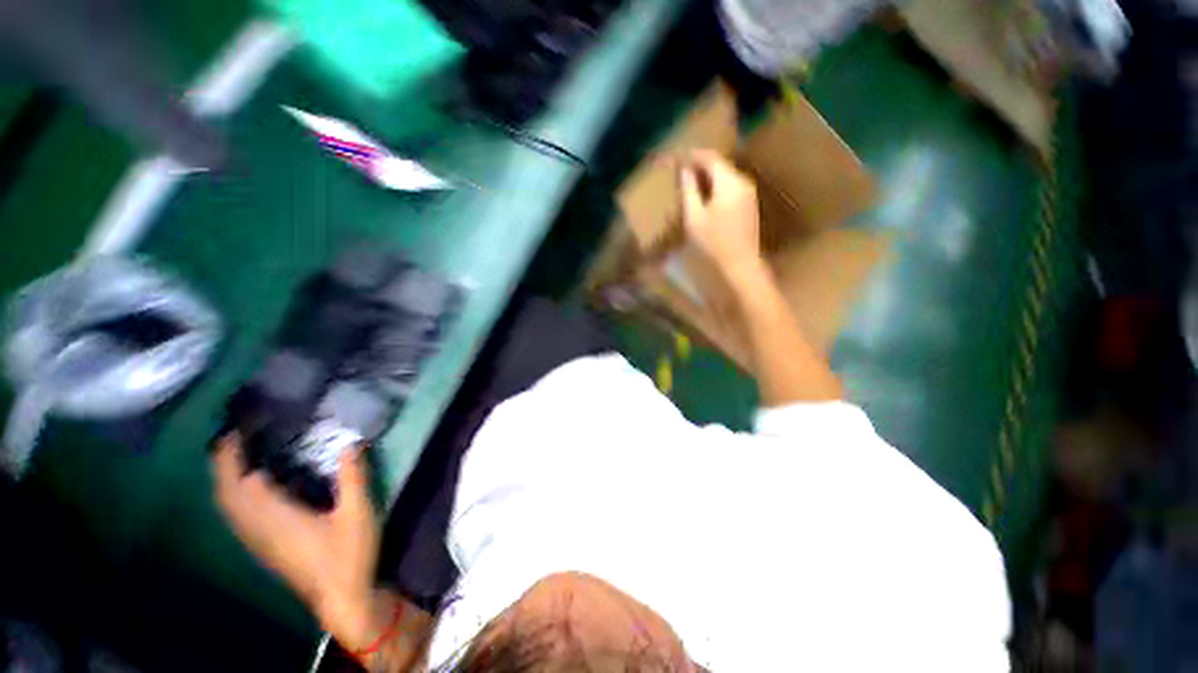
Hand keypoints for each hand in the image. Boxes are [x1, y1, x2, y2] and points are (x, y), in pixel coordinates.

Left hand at [211, 435, 378, 643]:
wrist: (341, 597)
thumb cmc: (348, 553)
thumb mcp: (358, 512)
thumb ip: (354, 476)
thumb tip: (351, 442)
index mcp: (276, 518)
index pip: (240, 484)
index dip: (232, 457)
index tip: (235, 431)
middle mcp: (258, 528)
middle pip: (226, 495)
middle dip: (222, 465)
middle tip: (232, 437)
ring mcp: (258, 541)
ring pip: (228, 508)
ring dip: (225, 480)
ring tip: (236, 457)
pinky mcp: (264, 547)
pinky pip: (237, 517)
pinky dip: (234, 496)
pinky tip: (249, 490)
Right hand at [679, 149, 763, 280]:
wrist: (740, 265)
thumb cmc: (713, 243)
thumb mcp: (694, 217)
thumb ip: (689, 191)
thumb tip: (685, 170)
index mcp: (729, 183)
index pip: (711, 158)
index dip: (694, 155)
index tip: (679, 157)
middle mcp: (743, 183)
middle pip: (721, 165)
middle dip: (701, 165)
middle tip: (682, 170)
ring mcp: (749, 194)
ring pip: (726, 176)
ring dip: (709, 177)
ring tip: (691, 183)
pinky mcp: (749, 205)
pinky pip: (731, 187)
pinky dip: (717, 187)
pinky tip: (706, 197)